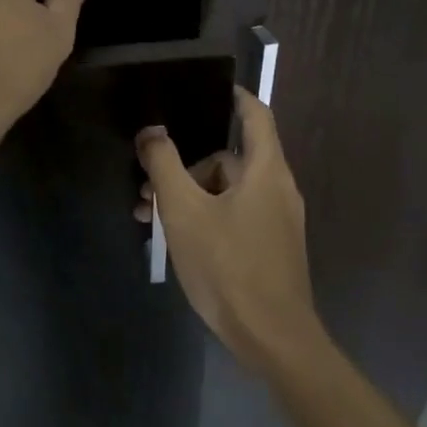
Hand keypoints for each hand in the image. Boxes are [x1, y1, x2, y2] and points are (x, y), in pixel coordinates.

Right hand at [135, 88, 321, 369]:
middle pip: (230, 159)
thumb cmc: (229, 266)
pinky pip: (235, 216)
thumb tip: (151, 130)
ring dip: (190, 196)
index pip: (255, 114)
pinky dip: (206, 217)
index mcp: (266, 170)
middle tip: (148, 185)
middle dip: (187, 166)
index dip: (233, 96)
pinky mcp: (270, 248)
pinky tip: (176, 240)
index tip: (205, 88)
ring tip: (150, 218)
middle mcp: (277, 188)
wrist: (272, 338)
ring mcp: (277, 221)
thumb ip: (165, 165)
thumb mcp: (184, 212)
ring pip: (228, 191)